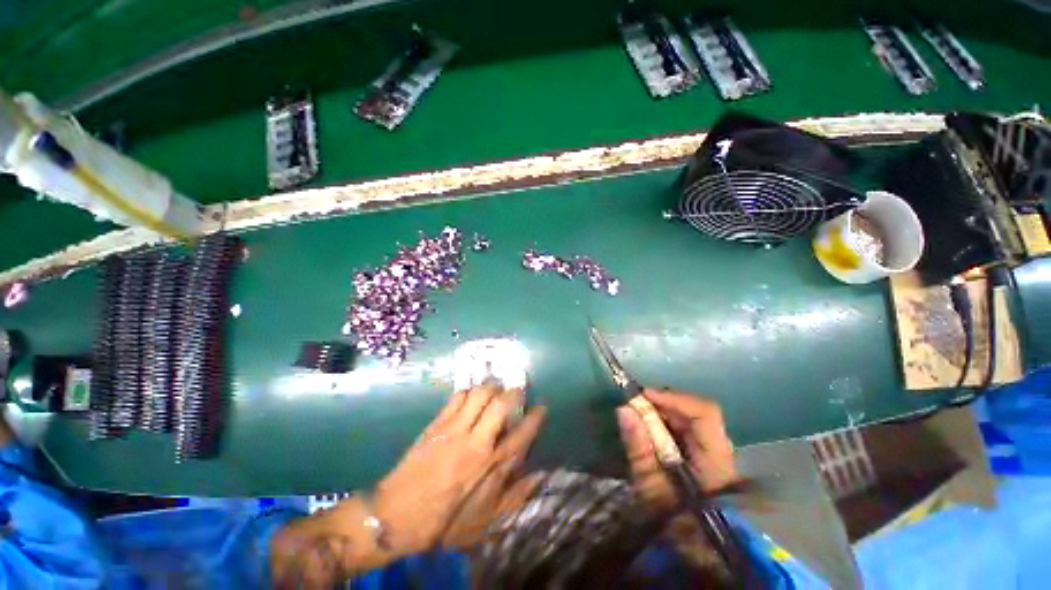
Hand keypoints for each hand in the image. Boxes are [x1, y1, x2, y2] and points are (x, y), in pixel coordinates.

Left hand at [373, 383, 546, 556]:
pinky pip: (457, 397)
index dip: (535, 418)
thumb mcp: (483, 520)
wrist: (394, 515)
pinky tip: (470, 395)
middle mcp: (476, 440)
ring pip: (479, 393)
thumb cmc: (443, 520)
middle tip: (516, 389)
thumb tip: (538, 476)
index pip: (521, 434)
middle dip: (513, 391)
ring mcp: (454, 428)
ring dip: (490, 387)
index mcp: (490, 465)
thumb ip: (514, 496)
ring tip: (494, 388)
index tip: (542, 406)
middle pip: (501, 404)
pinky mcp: (437, 423)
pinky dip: (468, 391)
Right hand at [617, 390, 737, 514]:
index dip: (674, 398)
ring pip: (690, 420)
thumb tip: (624, 409)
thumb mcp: (650, 488)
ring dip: (663, 413)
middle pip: (696, 413)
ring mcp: (717, 455)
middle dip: (663, 404)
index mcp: (717, 460)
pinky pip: (687, 431)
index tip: (642, 396)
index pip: (705, 413)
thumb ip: (639, 447)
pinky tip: (650, 430)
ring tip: (639, 416)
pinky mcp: (706, 459)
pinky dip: (666, 424)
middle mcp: (722, 452)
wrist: (695, 555)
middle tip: (634, 406)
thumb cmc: (673, 525)